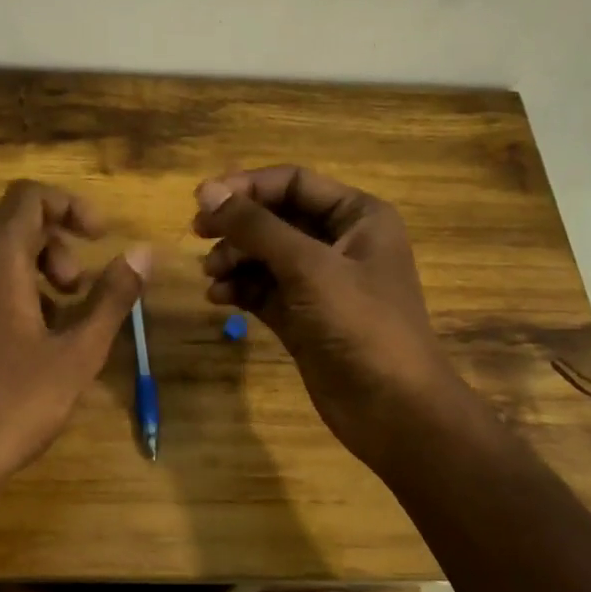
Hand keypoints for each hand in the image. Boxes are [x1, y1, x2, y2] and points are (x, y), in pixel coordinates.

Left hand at [0, 180, 149, 497]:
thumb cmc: (12, 403)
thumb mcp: (76, 353)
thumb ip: (111, 296)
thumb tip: (144, 253)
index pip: (30, 197)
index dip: (71, 206)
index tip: (99, 236)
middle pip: (8, 219)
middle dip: (52, 241)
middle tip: (77, 287)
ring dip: (26, 262)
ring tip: (53, 314)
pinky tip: (16, 330)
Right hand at [193, 167, 467, 477]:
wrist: (392, 409)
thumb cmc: (360, 325)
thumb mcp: (308, 267)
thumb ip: (256, 227)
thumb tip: (206, 191)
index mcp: (358, 216)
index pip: (294, 183)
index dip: (248, 186)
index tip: (203, 200)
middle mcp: (340, 242)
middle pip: (276, 218)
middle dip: (237, 226)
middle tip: (198, 234)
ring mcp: (321, 282)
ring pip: (266, 255)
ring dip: (235, 259)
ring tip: (211, 276)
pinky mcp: (303, 316)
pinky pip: (264, 289)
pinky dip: (241, 288)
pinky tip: (219, 298)